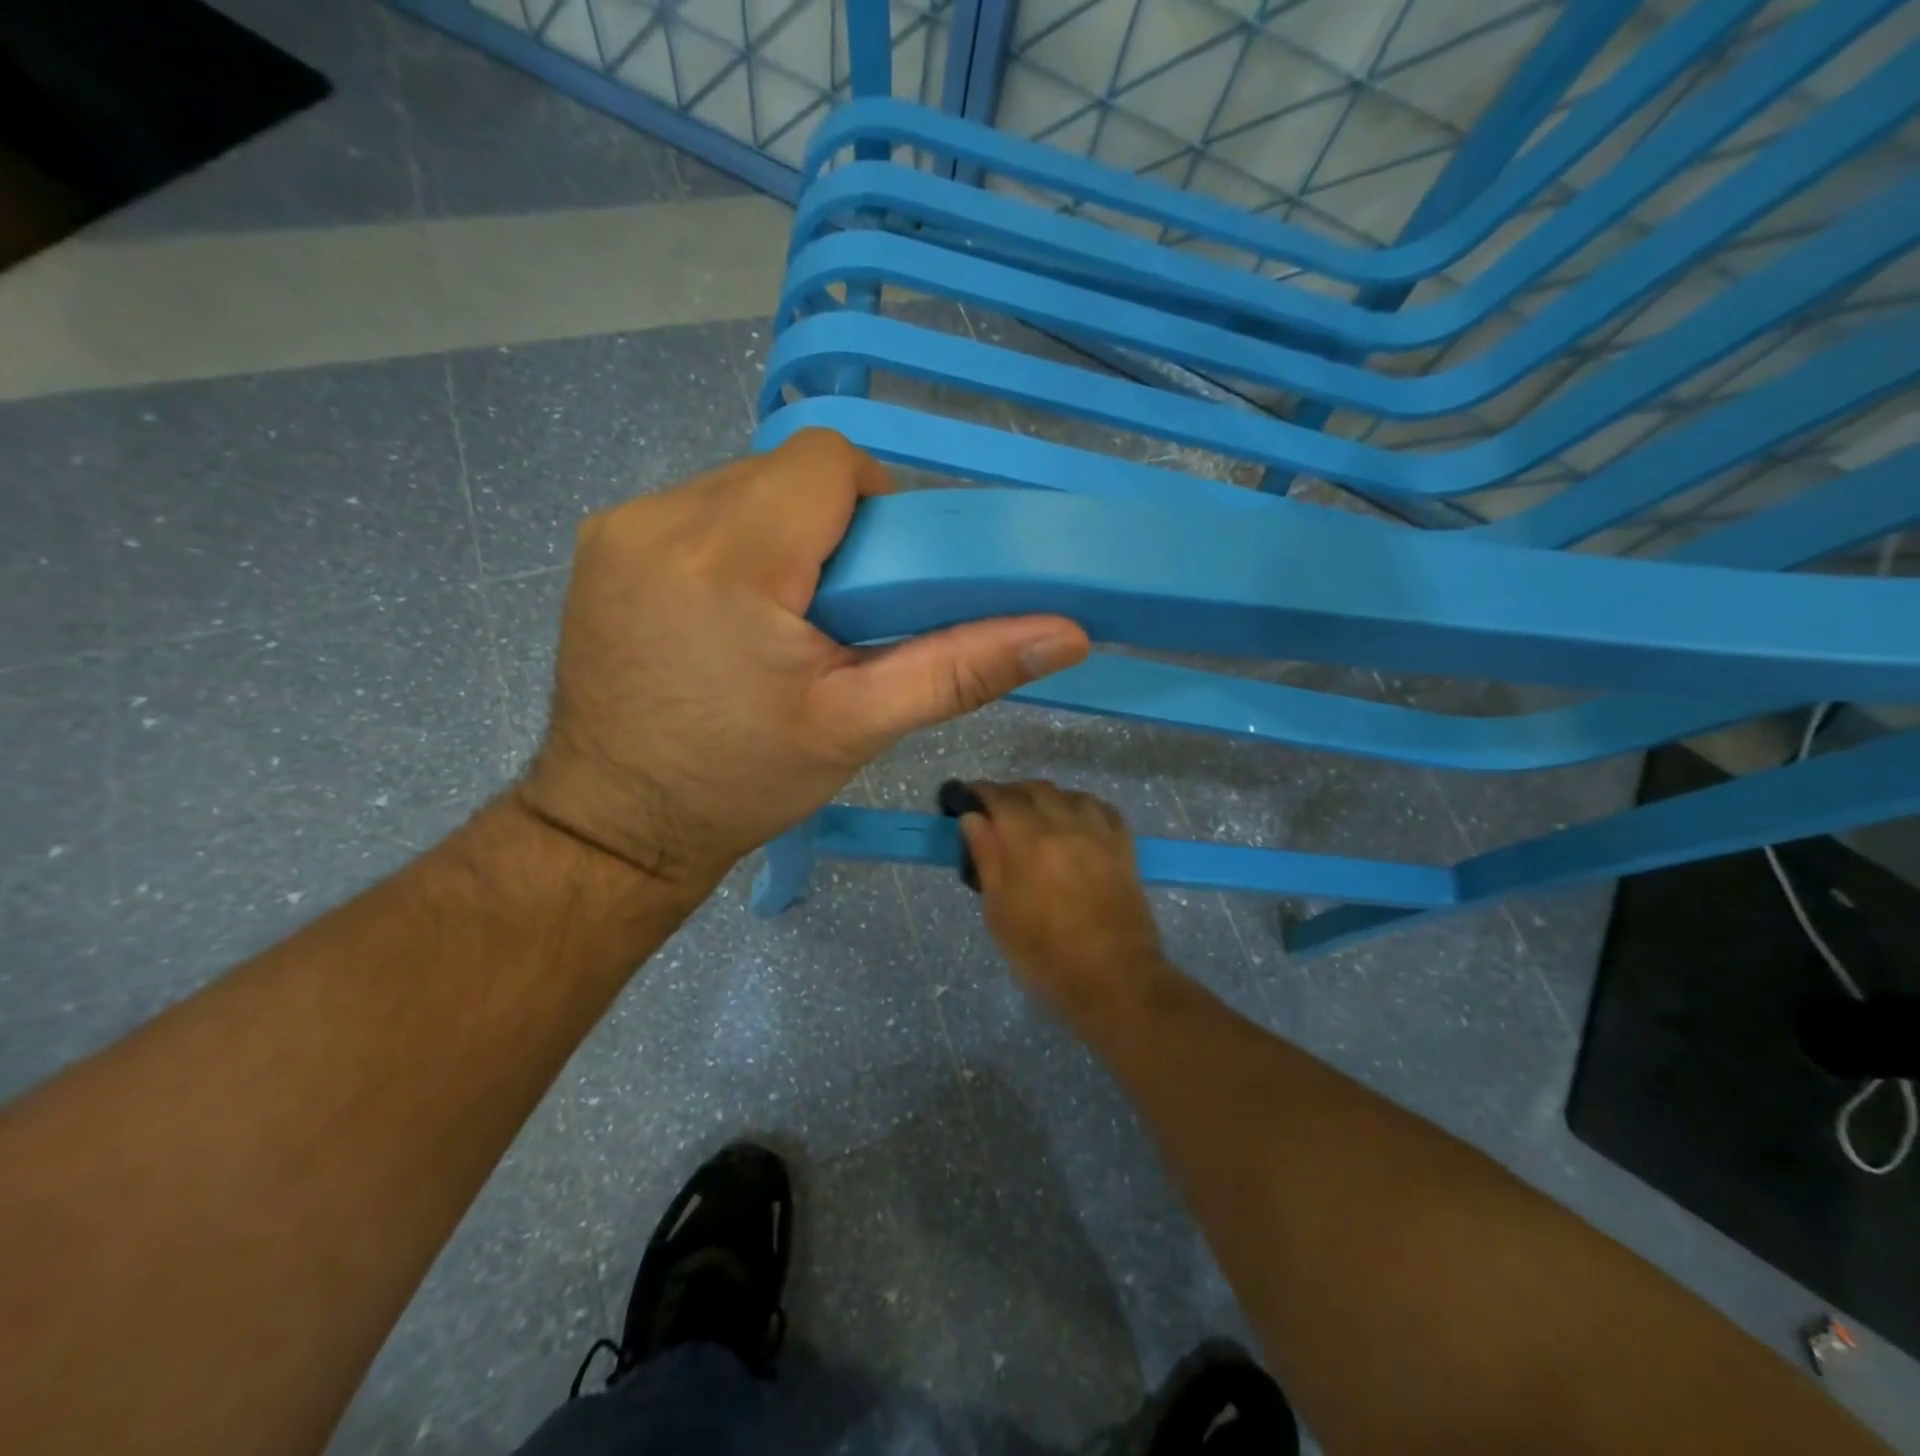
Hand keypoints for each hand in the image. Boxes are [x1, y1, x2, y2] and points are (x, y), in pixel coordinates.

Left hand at [516, 430, 1090, 891]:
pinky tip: (731, 613)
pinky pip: (696, 511)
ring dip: (781, 535)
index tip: (883, 577)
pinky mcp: (600, 544)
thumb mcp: (861, 726)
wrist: (620, 824)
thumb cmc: (744, 781)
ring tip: (786, 619)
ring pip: (741, 487)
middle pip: (786, 472)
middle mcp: (665, 517)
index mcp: (734, 556)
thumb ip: (963, 667)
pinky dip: (732, 544)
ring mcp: (621, 526)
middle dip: (829, 528)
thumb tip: (1067, 632)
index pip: (830, 461)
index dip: (875, 505)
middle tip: (842, 612)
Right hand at [958, 780, 1165, 1022]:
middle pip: (1037, 789)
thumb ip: (987, 858)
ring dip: (1049, 798)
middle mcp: (1066, 826)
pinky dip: (1084, 807)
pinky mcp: (1124, 849)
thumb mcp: (1000, 913)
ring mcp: (1099, 835)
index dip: (982, 792)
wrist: (1113, 978)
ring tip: (1038, 816)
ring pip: (1072, 795)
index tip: (969, 798)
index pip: (1001, 798)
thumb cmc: (1045, 955)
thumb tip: (973, 819)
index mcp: (1030, 841)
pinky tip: (1077, 822)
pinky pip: (1104, 811)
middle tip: (998, 811)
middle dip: (1013, 793)